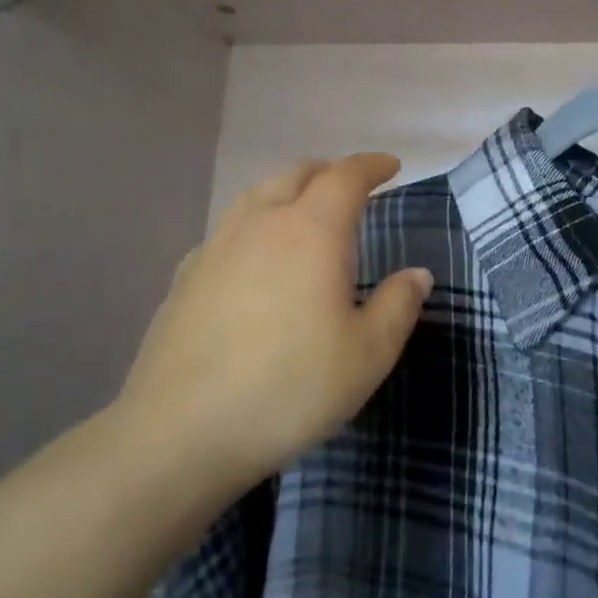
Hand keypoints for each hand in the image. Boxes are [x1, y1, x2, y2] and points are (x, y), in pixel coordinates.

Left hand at [105, 154, 432, 503]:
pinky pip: (228, 229)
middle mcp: (260, 225)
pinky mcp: (185, 277)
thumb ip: (398, 305)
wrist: (181, 432)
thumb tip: (416, 274)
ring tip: (303, 210)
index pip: (345, 177)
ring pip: (255, 196)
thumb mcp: (368, 354)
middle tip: (350, 186)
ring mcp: (215, 247)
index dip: (371, 166)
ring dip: (287, 190)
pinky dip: (253, 223)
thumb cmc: (290, 388)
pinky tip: (254, 256)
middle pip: (295, 175)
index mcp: (310, 232)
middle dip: (328, 172)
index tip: (391, 165)